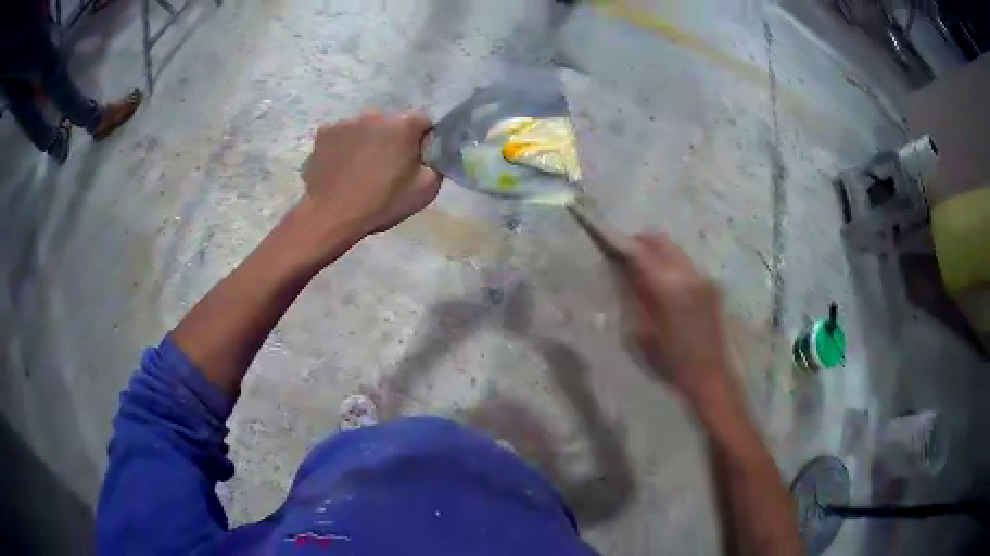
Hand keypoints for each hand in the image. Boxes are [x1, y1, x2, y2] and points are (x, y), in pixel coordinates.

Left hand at [299, 110, 441, 257]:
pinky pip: (340, 135)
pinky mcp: (324, 132)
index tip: (415, 158)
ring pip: (363, 127)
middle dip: (391, 138)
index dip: (421, 139)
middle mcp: (376, 114)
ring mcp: (346, 121)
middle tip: (385, 165)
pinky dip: (342, 146)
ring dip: (366, 141)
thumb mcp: (426, 190)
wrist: (331, 216)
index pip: (423, 121)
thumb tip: (429, 152)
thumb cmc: (381, 204)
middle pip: (390, 122)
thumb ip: (435, 163)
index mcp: (404, 125)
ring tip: (358, 168)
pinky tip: (340, 167)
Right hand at [622, 234, 731, 399]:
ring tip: (643, 268)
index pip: (640, 253)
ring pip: (675, 250)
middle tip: (624, 252)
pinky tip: (665, 283)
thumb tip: (623, 274)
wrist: (710, 374)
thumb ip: (634, 298)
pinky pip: (686, 264)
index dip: (622, 244)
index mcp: (668, 289)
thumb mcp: (642, 334)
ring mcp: (703, 278)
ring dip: (657, 251)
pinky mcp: (712, 285)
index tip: (608, 241)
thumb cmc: (671, 361)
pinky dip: (671, 264)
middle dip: (640, 241)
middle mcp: (688, 275)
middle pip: (660, 241)